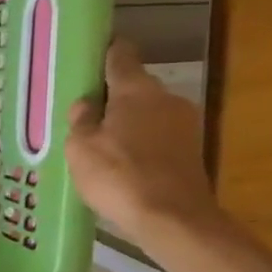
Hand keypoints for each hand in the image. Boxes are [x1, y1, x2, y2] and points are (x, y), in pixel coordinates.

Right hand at [66, 38, 221, 244]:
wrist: (172, 219)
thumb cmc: (119, 176)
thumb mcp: (80, 147)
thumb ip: (81, 120)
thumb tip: (87, 104)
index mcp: (136, 90)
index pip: (121, 55)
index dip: (104, 52)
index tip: (88, 56)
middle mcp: (166, 98)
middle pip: (134, 87)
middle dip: (110, 97)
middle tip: (83, 114)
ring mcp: (184, 125)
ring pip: (147, 113)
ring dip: (126, 123)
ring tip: (99, 144)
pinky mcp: (191, 151)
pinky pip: (157, 137)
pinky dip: (140, 144)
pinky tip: (121, 165)